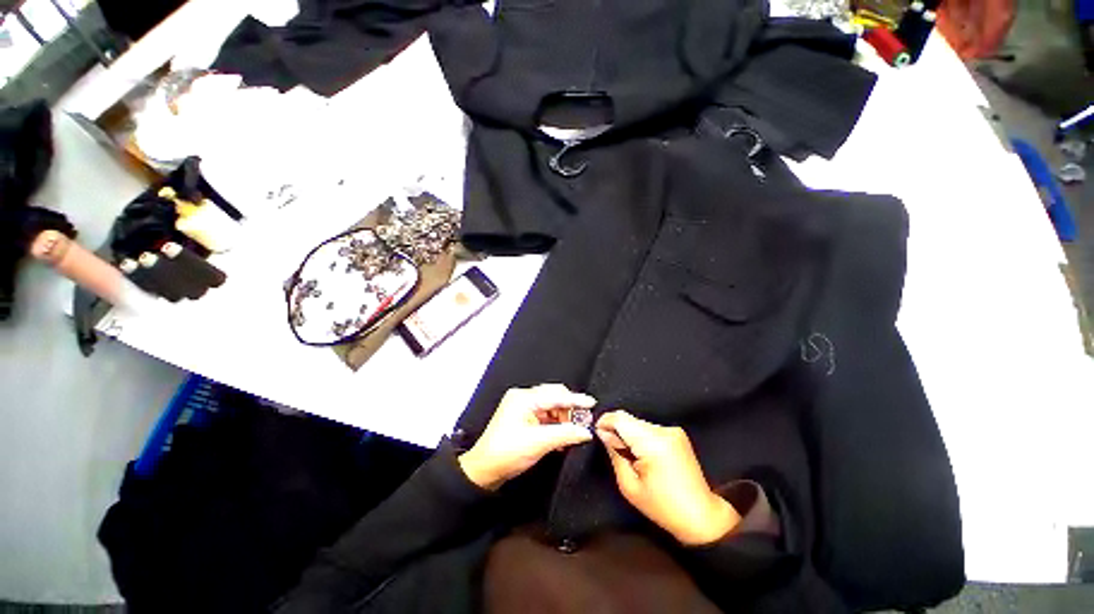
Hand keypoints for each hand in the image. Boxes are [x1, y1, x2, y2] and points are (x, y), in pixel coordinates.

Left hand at [458, 384, 595, 490]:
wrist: (484, 470)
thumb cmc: (503, 454)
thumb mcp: (538, 443)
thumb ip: (565, 434)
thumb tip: (584, 430)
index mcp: (523, 398)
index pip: (555, 395)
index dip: (575, 400)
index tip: (590, 403)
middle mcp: (522, 399)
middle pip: (554, 398)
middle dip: (569, 409)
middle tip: (584, 420)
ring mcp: (522, 408)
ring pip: (551, 407)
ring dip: (563, 418)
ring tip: (574, 431)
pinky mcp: (523, 418)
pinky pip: (545, 416)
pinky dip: (556, 424)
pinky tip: (563, 435)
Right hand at [596, 411, 740, 545]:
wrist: (702, 517)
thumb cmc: (663, 507)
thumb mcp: (629, 486)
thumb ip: (614, 453)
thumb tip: (603, 433)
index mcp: (652, 442)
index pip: (620, 418)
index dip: (605, 422)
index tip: (596, 433)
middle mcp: (664, 430)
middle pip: (629, 419)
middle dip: (616, 430)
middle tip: (613, 450)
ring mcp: (673, 430)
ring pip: (638, 423)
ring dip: (629, 434)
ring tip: (630, 456)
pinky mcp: (677, 433)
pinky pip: (649, 428)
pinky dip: (640, 437)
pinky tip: (643, 455)